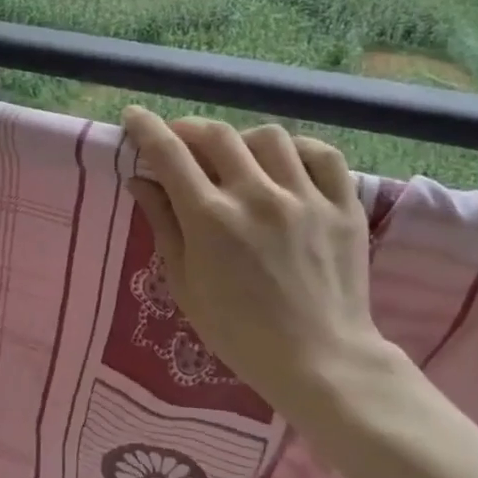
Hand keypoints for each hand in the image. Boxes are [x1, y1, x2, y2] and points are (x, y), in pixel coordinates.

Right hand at [121, 106, 388, 406]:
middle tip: (179, 140)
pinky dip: (298, 150)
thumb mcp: (185, 283)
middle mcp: (257, 197)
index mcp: (211, 219)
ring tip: (236, 157)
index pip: (169, 154)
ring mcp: (305, 198)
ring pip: (268, 137)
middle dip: (188, 128)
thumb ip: (163, 225)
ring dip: (241, 140)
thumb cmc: (238, 331)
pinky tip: (285, 164)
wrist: (320, 361)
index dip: (146, 128)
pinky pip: (322, 155)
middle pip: (216, 135)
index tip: (134, 117)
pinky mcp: (343, 206)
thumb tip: (141, 181)